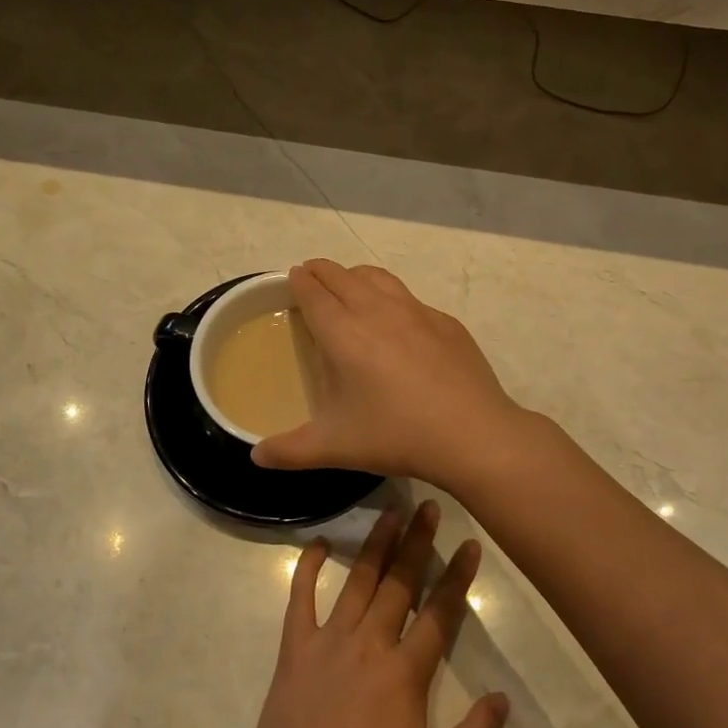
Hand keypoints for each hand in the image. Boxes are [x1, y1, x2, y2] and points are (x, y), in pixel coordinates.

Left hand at [247, 502, 508, 727]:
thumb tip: (503, 698)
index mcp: (405, 671)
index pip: (439, 612)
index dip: (458, 576)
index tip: (470, 544)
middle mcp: (370, 642)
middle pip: (400, 582)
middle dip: (418, 541)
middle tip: (430, 505)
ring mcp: (329, 638)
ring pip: (358, 579)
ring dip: (376, 544)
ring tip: (391, 511)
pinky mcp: (296, 645)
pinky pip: (300, 596)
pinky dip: (307, 567)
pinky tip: (318, 543)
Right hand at [252, 260, 532, 488]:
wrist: (472, 433)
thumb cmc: (396, 435)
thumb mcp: (335, 447)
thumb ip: (290, 451)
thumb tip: (256, 457)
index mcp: (343, 334)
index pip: (314, 293)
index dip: (300, 281)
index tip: (293, 276)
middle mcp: (376, 311)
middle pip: (342, 276)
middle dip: (322, 271)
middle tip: (312, 275)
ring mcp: (415, 311)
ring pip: (377, 277)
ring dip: (356, 275)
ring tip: (349, 284)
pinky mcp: (444, 322)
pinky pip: (409, 297)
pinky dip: (391, 296)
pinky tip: (396, 320)